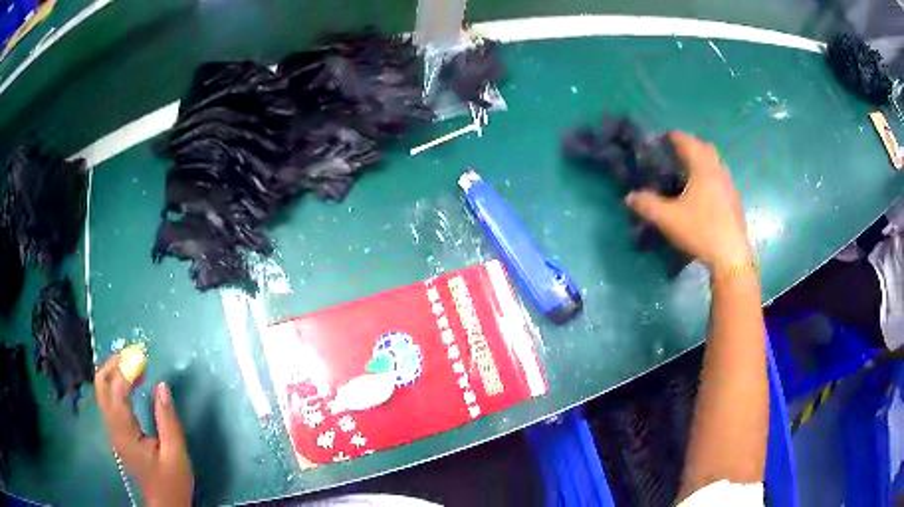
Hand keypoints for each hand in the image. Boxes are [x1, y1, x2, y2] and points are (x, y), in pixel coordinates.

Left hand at [95, 354, 193, 506]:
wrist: (164, 503)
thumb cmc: (172, 481)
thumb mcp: (176, 454)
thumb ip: (168, 420)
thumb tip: (161, 385)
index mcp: (125, 433)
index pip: (117, 392)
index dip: (127, 371)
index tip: (143, 357)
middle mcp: (113, 427)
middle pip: (101, 385)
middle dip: (113, 364)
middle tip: (133, 355)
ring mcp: (112, 428)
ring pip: (102, 389)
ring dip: (114, 371)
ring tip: (134, 364)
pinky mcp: (116, 430)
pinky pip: (109, 398)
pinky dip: (116, 383)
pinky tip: (131, 382)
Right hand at [625, 131, 751, 275]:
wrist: (731, 256)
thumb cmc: (701, 231)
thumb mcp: (669, 219)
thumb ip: (648, 205)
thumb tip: (629, 197)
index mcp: (703, 168)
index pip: (687, 142)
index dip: (674, 137)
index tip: (663, 138)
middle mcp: (718, 171)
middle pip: (705, 148)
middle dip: (691, 146)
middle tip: (676, 154)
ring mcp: (729, 186)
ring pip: (716, 164)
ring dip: (703, 162)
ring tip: (689, 173)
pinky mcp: (734, 202)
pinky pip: (721, 180)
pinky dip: (711, 178)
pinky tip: (703, 195)